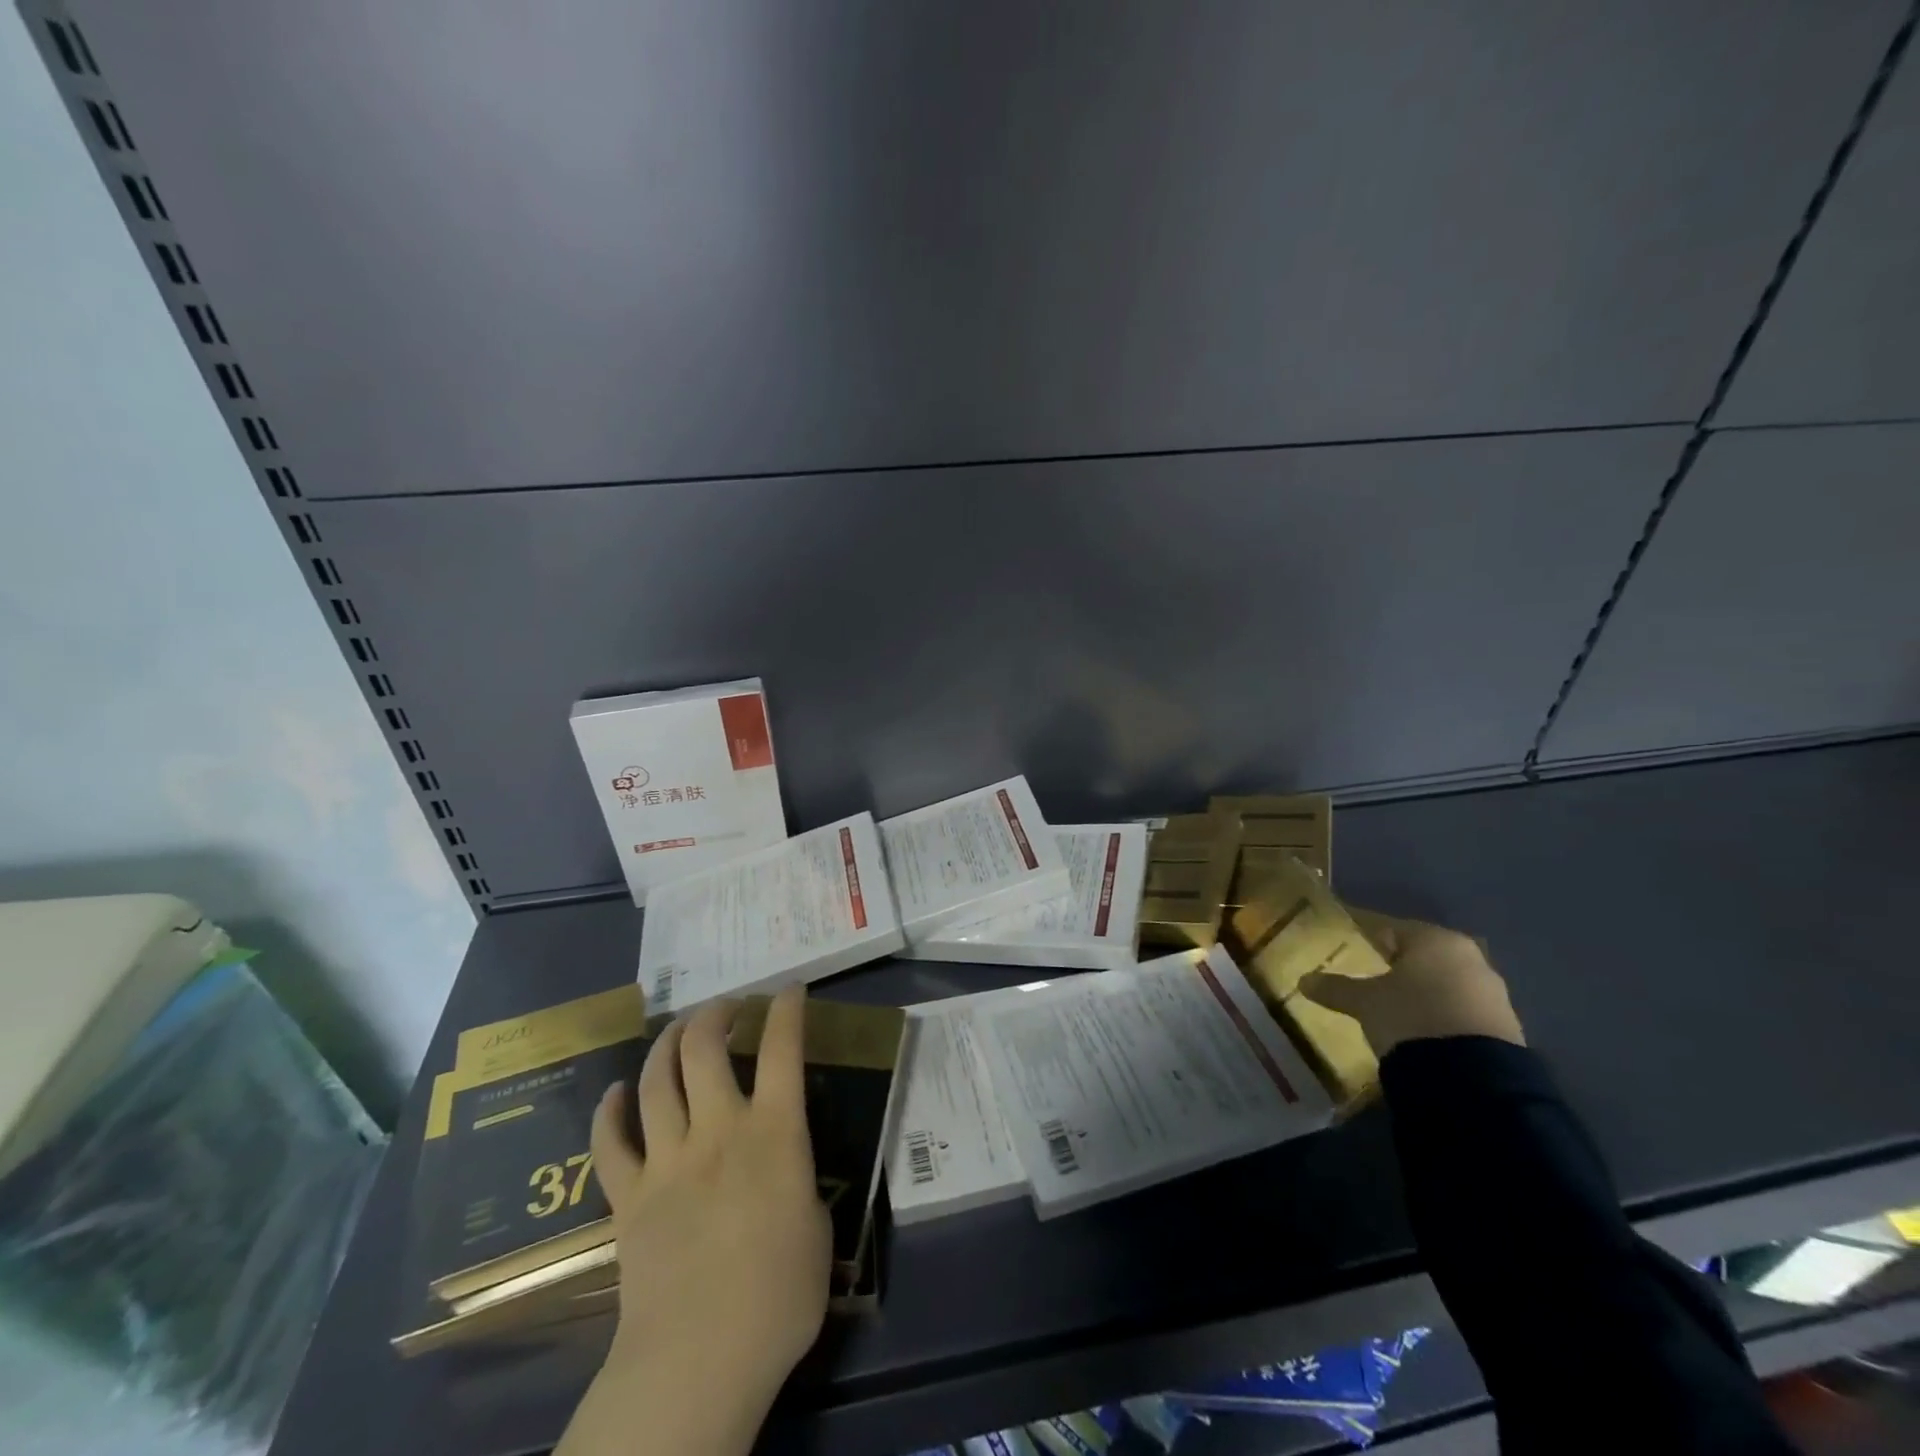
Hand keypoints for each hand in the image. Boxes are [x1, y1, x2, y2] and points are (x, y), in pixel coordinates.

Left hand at [557, 985, 830, 1455]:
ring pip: (658, 1081)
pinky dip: (610, 1111)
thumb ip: (800, 1182)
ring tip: (679, 1031)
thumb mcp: (816, 1228)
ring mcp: (668, 1160)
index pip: (782, 1050)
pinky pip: (610, 1143)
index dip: (786, 1011)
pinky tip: (617, 1092)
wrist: (698, 1362)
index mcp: (775, 1133)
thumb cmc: (778, 1298)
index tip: (789, 989)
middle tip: (725, 1007)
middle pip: (705, 1048)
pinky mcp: (629, 1197)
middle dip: (715, 1014)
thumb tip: (785, 1171)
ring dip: (667, 1044)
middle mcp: (719, 1130)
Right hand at [1298, 912, 1524, 1058]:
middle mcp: (1471, 958)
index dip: (1366, 938)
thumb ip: (1335, 988)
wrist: (1474, 1081)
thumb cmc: (1411, 1017)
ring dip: (1422, 994)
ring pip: (1445, 984)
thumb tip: (1303, 981)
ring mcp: (1494, 995)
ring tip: (1394, 1011)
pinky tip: (1421, 1034)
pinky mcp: (1506, 1030)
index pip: (1391, 929)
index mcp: (1435, 940)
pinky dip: (1440, 1017)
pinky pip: (1461, 1012)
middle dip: (1397, 967)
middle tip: (1369, 981)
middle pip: (1422, 956)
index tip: (1348, 949)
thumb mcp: (1365, 1002)